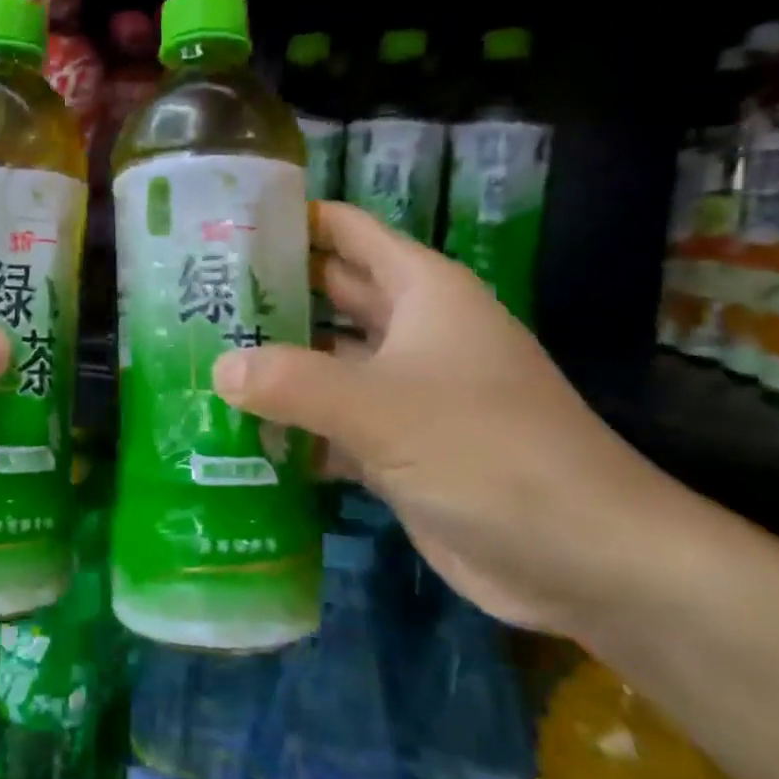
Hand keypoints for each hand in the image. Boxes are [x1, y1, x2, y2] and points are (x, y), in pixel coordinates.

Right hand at [212, 202, 672, 635]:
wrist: (583, 558)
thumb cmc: (488, 452)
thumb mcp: (382, 408)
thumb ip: (292, 382)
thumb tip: (219, 368)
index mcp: (422, 292)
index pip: (348, 232)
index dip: (293, 220)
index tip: (227, 222)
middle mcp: (412, 332)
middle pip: (329, 296)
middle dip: (271, 294)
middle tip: (194, 296)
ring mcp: (405, 392)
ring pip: (326, 362)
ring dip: (274, 364)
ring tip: (198, 358)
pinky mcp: (397, 448)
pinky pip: (331, 422)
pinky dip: (292, 426)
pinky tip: (236, 432)